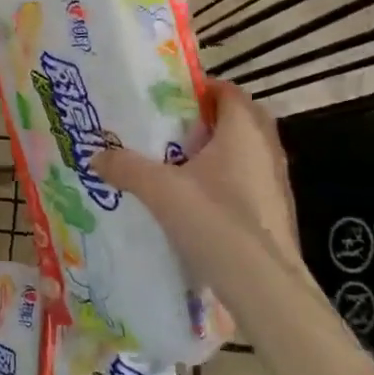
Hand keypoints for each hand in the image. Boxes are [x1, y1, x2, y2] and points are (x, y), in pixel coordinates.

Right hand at [90, 81, 299, 273]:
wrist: (264, 286)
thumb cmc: (214, 220)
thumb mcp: (158, 189)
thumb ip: (126, 167)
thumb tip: (95, 155)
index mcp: (242, 130)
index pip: (228, 91)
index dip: (201, 88)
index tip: (171, 96)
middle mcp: (267, 149)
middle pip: (241, 119)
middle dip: (210, 119)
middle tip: (174, 128)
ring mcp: (277, 183)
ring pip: (247, 152)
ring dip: (220, 152)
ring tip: (181, 163)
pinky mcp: (278, 213)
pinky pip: (250, 182)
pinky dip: (228, 181)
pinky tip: (201, 201)